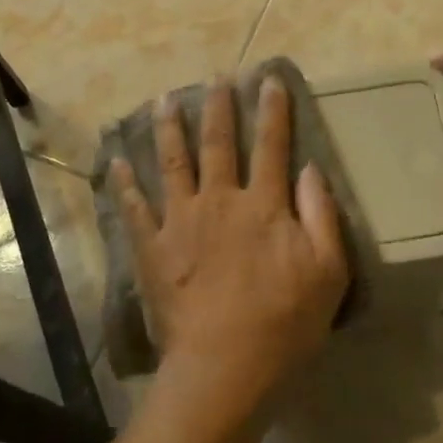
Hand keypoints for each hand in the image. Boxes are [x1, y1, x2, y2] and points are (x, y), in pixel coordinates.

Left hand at [109, 76, 349, 416]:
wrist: (224, 366)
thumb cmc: (284, 323)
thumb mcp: (327, 272)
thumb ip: (321, 215)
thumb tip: (310, 169)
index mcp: (263, 205)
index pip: (271, 145)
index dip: (272, 110)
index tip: (269, 79)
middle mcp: (219, 200)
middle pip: (218, 143)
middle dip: (218, 106)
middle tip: (216, 76)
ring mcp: (180, 221)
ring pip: (172, 162)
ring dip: (168, 128)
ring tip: (164, 100)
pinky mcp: (152, 247)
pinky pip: (134, 208)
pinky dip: (123, 183)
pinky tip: (115, 160)